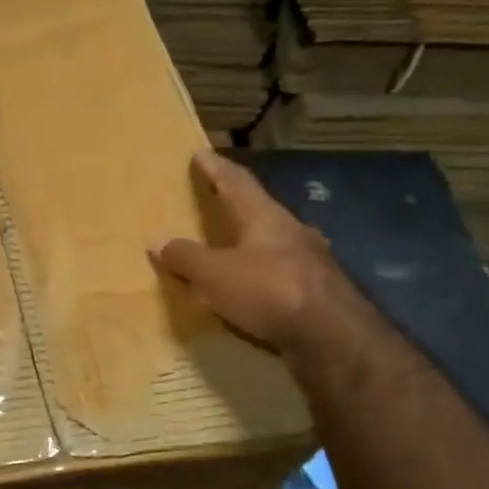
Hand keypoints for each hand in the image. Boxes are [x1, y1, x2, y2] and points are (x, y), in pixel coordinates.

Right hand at [149, 150, 344, 355]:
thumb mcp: (214, 274)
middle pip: (261, 211)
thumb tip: (157, 240)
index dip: (216, 168)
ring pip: (276, 243)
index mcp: (266, 218)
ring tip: (235, 248)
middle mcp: (293, 231)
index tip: (202, 153)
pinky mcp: (319, 291)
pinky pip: (283, 274)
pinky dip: (264, 275)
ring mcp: (311, 261)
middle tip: (219, 202)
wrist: (331, 336)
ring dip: (254, 243)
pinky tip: (257, 287)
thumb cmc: (268, 291)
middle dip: (239, 206)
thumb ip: (185, 257)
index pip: (237, 183)